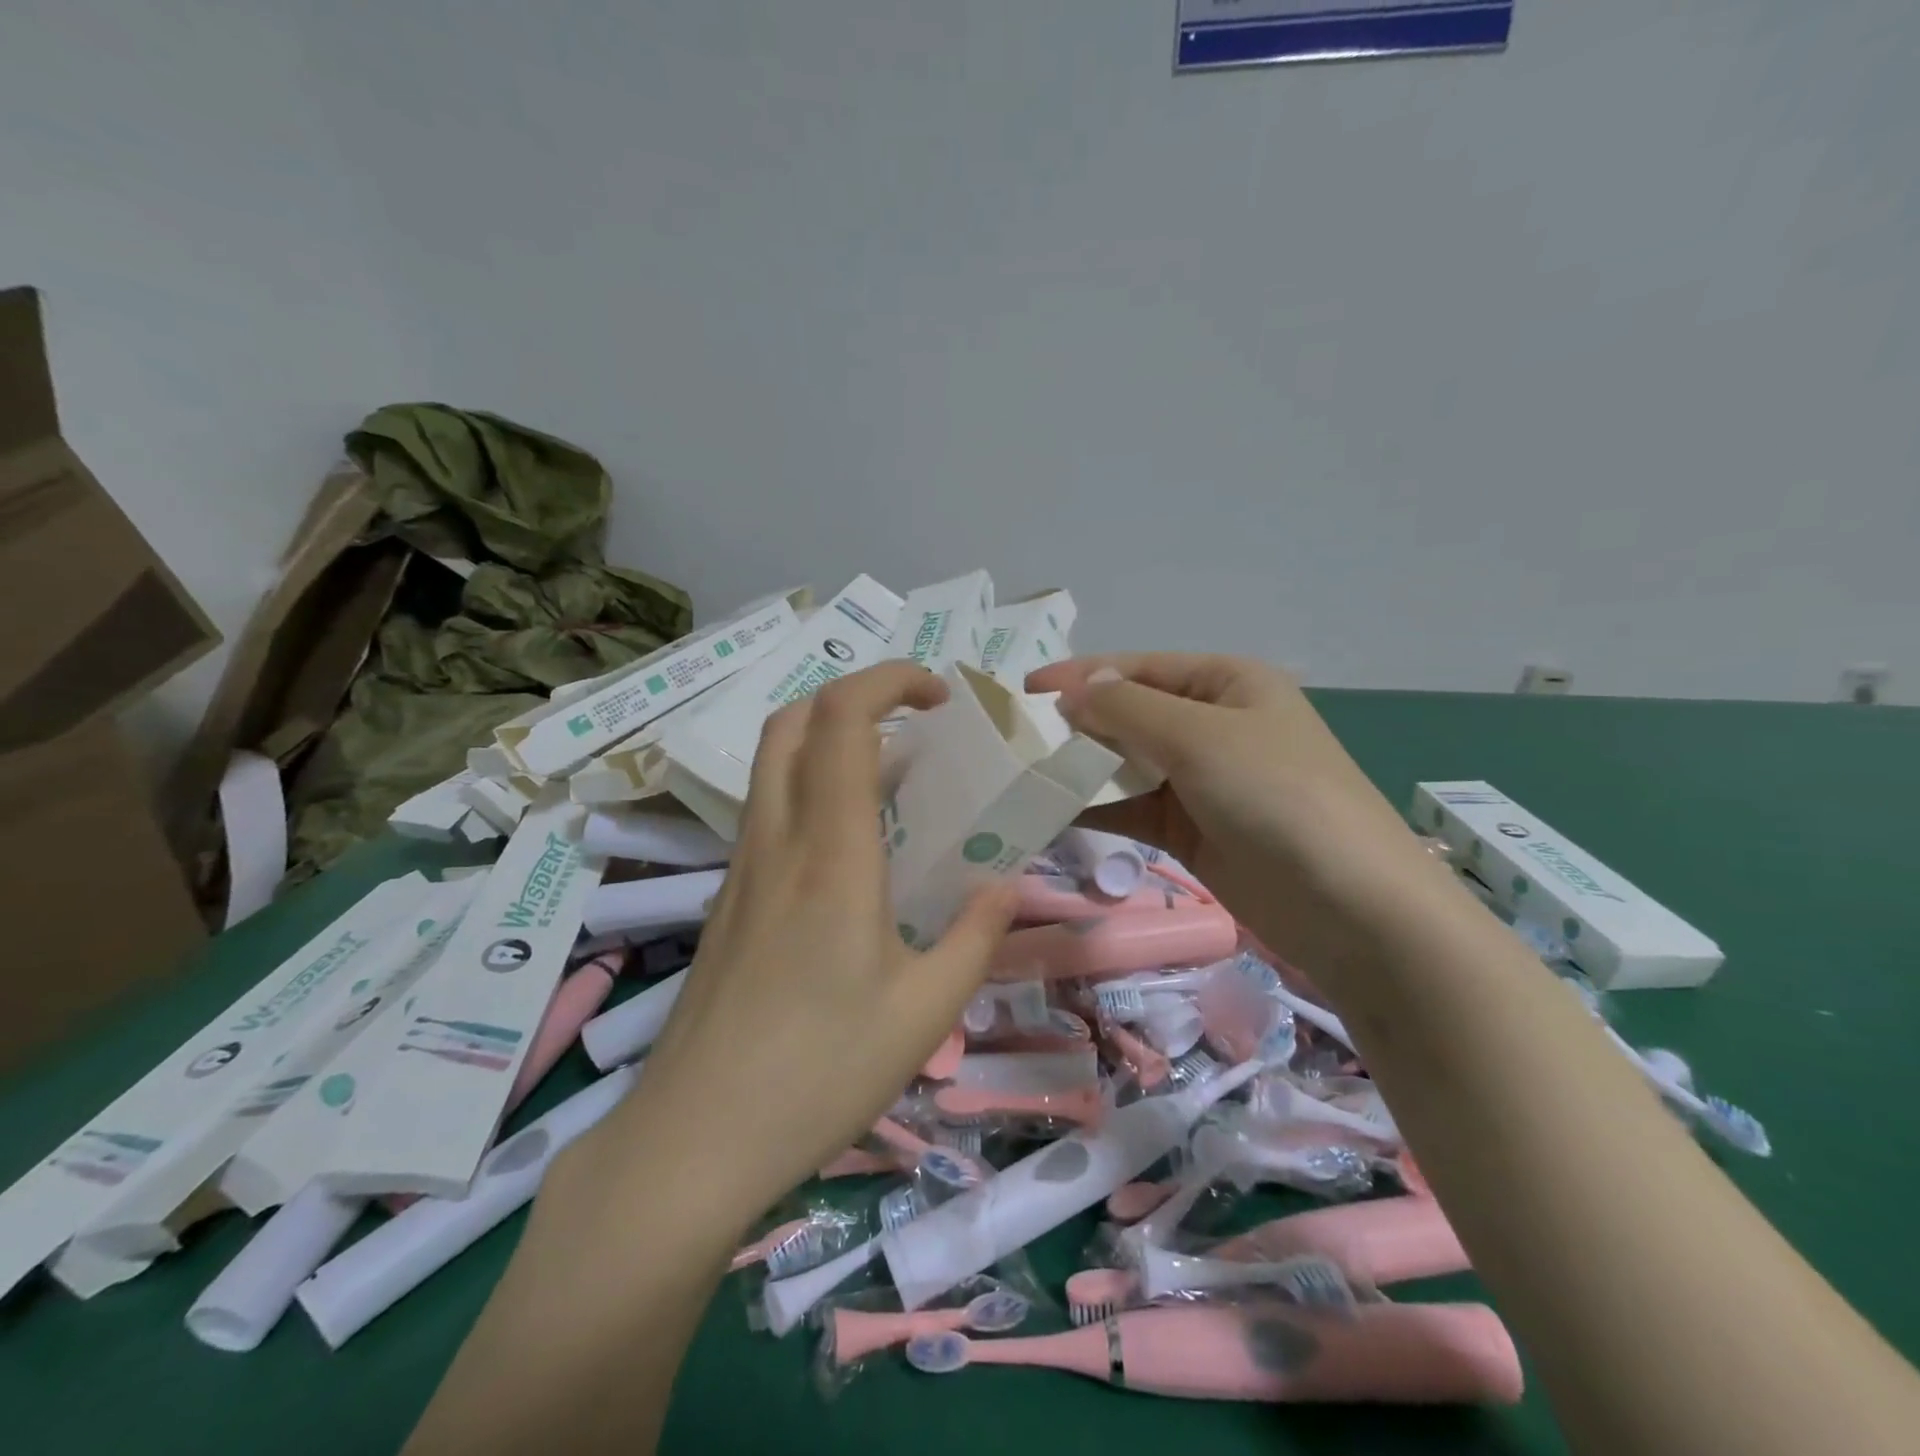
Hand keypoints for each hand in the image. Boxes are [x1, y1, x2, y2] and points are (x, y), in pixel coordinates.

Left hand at [608, 662, 1015, 1220]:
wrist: (693, 1141)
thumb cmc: (819, 1074)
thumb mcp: (925, 1012)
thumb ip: (975, 936)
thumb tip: (1007, 886)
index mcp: (831, 853)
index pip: (844, 718)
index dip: (891, 679)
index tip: (941, 696)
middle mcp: (777, 840)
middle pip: (793, 720)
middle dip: (855, 695)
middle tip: (914, 724)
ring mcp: (742, 867)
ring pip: (773, 761)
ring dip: (830, 739)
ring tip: (893, 779)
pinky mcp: (728, 897)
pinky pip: (769, 809)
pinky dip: (811, 787)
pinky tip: (852, 848)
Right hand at [1027, 653, 1440, 979]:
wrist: (1350, 908)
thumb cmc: (1277, 796)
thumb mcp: (1200, 737)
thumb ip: (1128, 709)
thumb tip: (1076, 689)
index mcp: (1227, 683)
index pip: (1140, 668)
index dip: (1082, 675)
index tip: (1024, 691)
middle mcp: (1213, 726)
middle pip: (1130, 715)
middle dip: (1077, 724)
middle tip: (1015, 739)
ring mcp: (1202, 782)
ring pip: (1127, 764)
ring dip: (1082, 769)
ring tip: (1022, 775)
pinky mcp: (1191, 831)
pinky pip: (1133, 809)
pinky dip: (1096, 809)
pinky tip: (1051, 812)